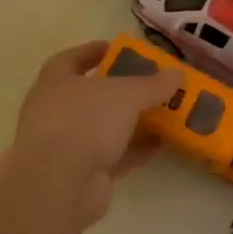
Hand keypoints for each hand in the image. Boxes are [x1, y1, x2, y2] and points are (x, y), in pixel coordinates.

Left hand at [1, 42, 180, 226]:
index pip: (72, 59)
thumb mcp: (126, 94)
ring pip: (106, 126)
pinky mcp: (84, 172)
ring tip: (166, 112)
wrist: (60, 184)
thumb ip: (153, 83)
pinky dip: (136, 148)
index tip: (118, 49)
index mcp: (56, 82)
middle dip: (122, 89)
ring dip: (133, 121)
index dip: (93, 52)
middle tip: (152, 82)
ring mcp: (69, 144)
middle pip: (93, 94)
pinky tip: (162, 143)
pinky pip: (115, 154)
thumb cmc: (85, 122)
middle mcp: (57, 111)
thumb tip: (176, 73)